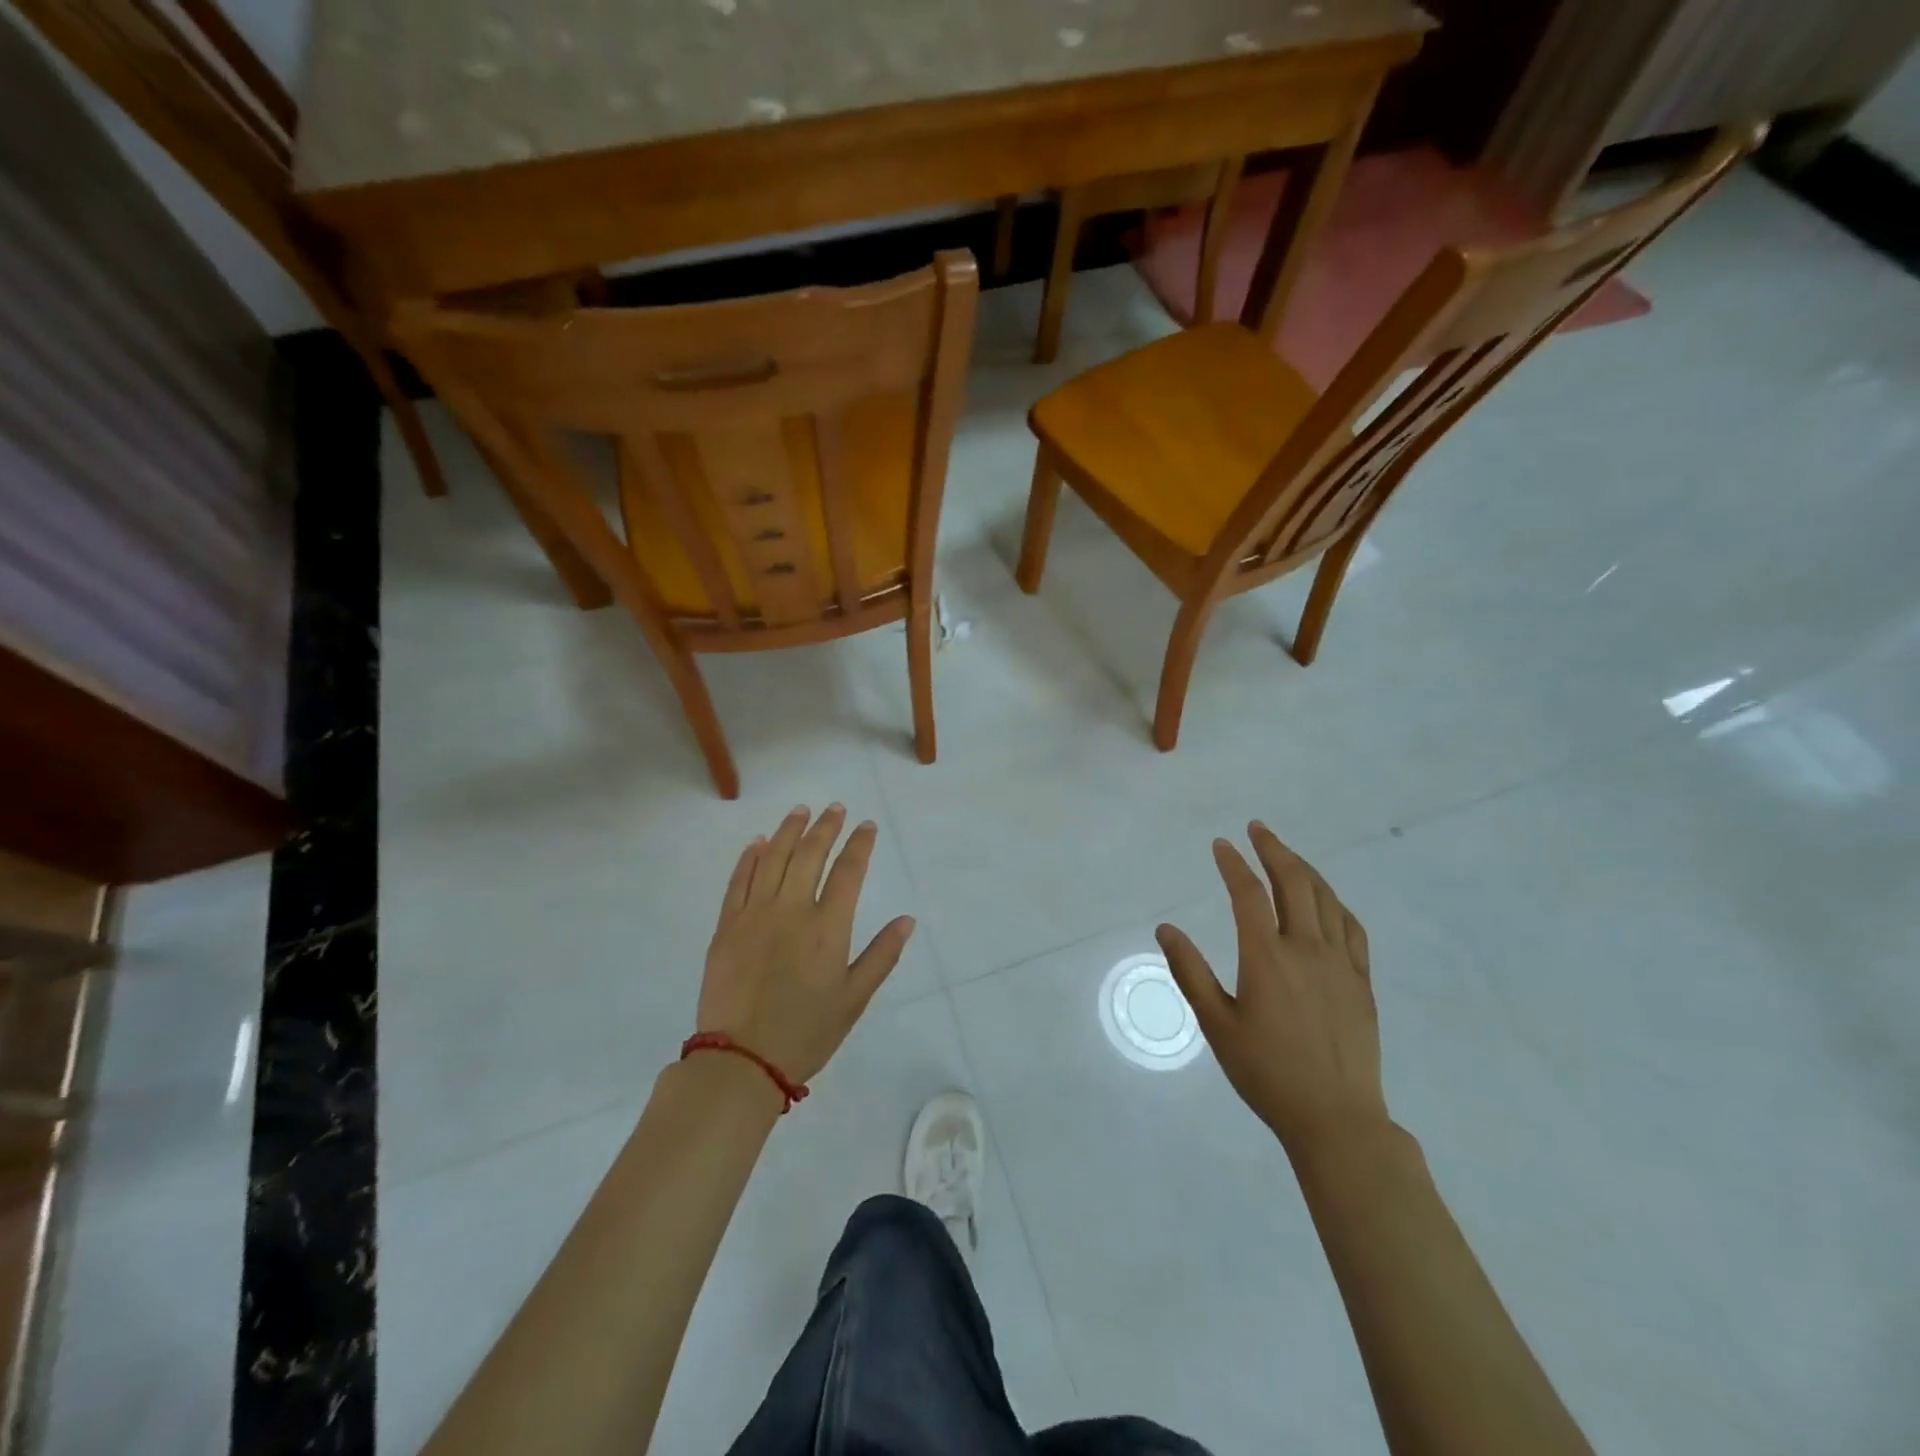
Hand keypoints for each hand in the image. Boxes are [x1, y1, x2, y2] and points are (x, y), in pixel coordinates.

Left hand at [698, 805, 914, 1084]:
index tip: (867, 826)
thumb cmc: (806, 1032)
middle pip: (810, 854)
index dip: (860, 844)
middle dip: (826, 826)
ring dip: (789, 830)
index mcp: (827, 927)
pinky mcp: (726, 926)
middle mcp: (791, 910)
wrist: (740, 1061)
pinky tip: (758, 842)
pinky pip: (738, 881)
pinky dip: (750, 857)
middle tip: (835, 809)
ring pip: (773, 858)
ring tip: (800, 811)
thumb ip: (881, 955)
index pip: (848, 871)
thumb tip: (907, 920)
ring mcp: (754, 914)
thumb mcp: (854, 999)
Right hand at [1157, 822, 1389, 1158]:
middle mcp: (1306, 949)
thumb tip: (1165, 929)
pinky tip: (1326, 900)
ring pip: (1325, 899)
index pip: (1248, 894)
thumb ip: (1190, 972)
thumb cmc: (1267, 1073)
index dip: (1233, 864)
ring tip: (1287, 854)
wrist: (1336, 1118)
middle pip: (1293, 883)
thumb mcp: (1217, 1025)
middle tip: (1258, 830)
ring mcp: (1340, 964)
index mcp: (1267, 958)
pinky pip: (1351, 928)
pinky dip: (1335, 903)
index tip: (1221, 845)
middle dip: (1274, 850)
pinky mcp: (1361, 981)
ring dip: (1304, 869)